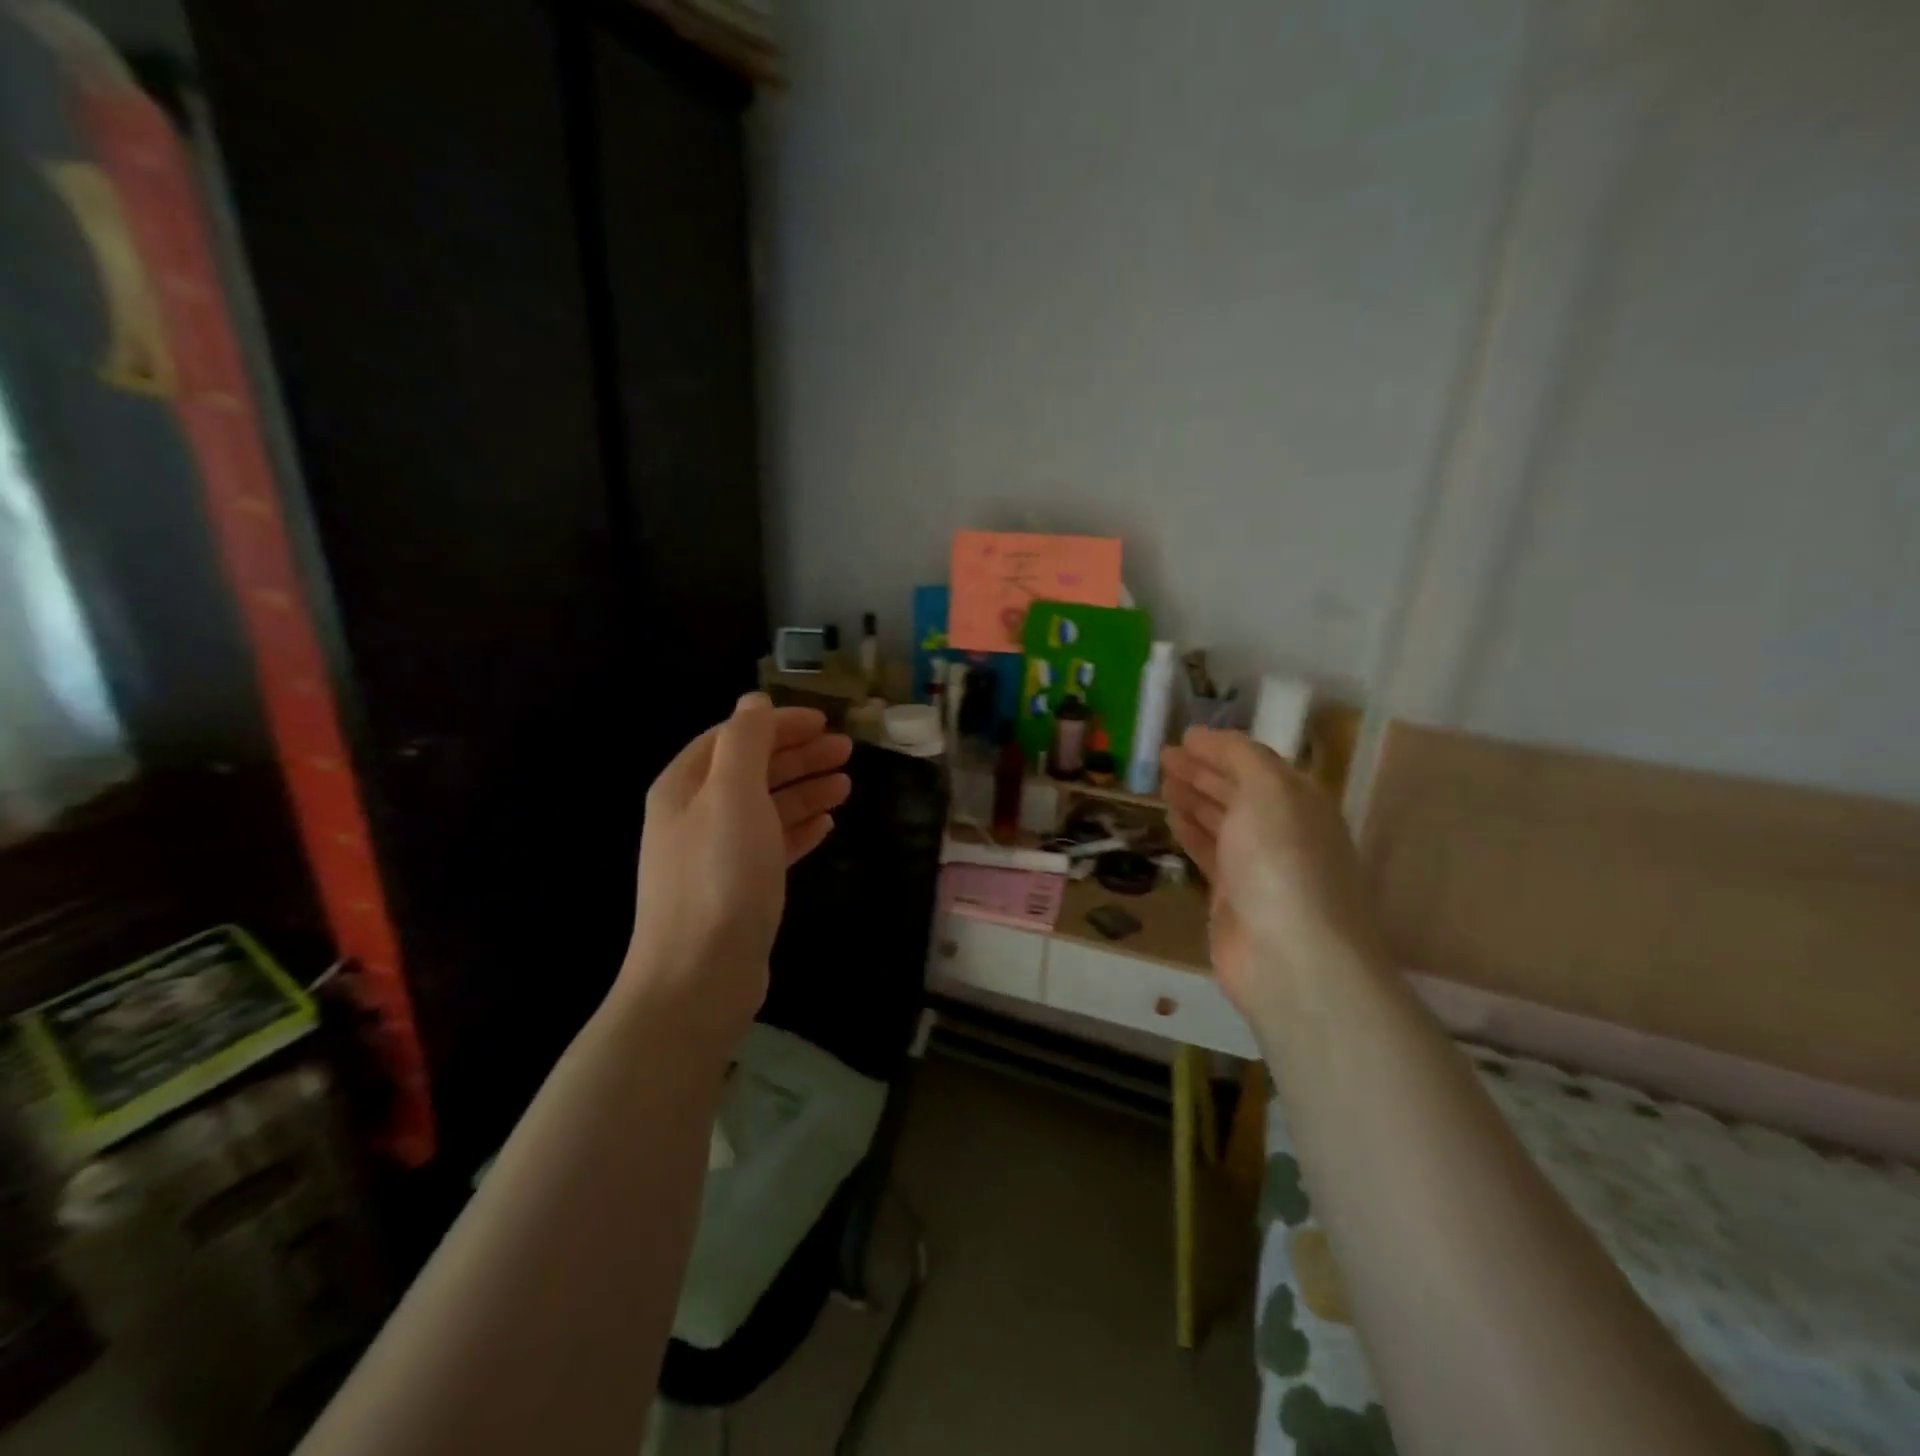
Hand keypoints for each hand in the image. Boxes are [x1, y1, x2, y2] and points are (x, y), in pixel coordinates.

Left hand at [622, 694, 851, 1041]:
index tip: (824, 722)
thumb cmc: (719, 875)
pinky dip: (798, 829)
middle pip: (751, 771)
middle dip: (798, 756)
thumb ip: (745, 741)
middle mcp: (695, 815)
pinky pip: (771, 845)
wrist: (699, 975)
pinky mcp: (737, 889)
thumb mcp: (733, 794)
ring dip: (805, 791)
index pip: (734, 737)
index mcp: (686, 786)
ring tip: (847, 785)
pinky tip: (826, 825)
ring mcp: (716, 855)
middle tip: (847, 750)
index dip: (778, 725)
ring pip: (766, 808)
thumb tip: (754, 701)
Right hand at [1160, 727, 1385, 1017]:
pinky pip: (1209, 854)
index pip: (1255, 764)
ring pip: (1221, 822)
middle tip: (1163, 757)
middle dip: (1203, 771)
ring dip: (1194, 799)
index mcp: (1299, 801)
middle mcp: (1282, 830)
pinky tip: (1172, 820)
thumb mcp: (1268, 791)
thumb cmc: (1282, 862)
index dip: (1220, 748)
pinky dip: (1191, 833)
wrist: (1291, 958)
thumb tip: (1206, 738)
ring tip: (1163, 784)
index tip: (1182, 737)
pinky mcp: (1234, 898)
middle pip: (1238, 791)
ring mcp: (1258, 866)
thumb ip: (1240, 757)